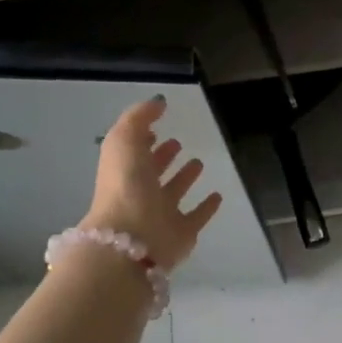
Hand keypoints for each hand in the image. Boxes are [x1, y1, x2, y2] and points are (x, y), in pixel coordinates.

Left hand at [82, 97, 222, 271]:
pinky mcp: (181, 233)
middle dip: (163, 157)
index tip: (156, 126)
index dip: (143, 138)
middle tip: (177, 143)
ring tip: (199, 162)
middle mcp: (140, 193)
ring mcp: (160, 215)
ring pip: (174, 193)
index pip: (134, 152)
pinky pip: (196, 217)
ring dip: (184, 178)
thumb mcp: (123, 141)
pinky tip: (218, 196)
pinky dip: (207, 208)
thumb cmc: (125, 187)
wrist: (132, 239)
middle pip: (152, 172)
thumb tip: (157, 103)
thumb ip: (138, 118)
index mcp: (124, 171)